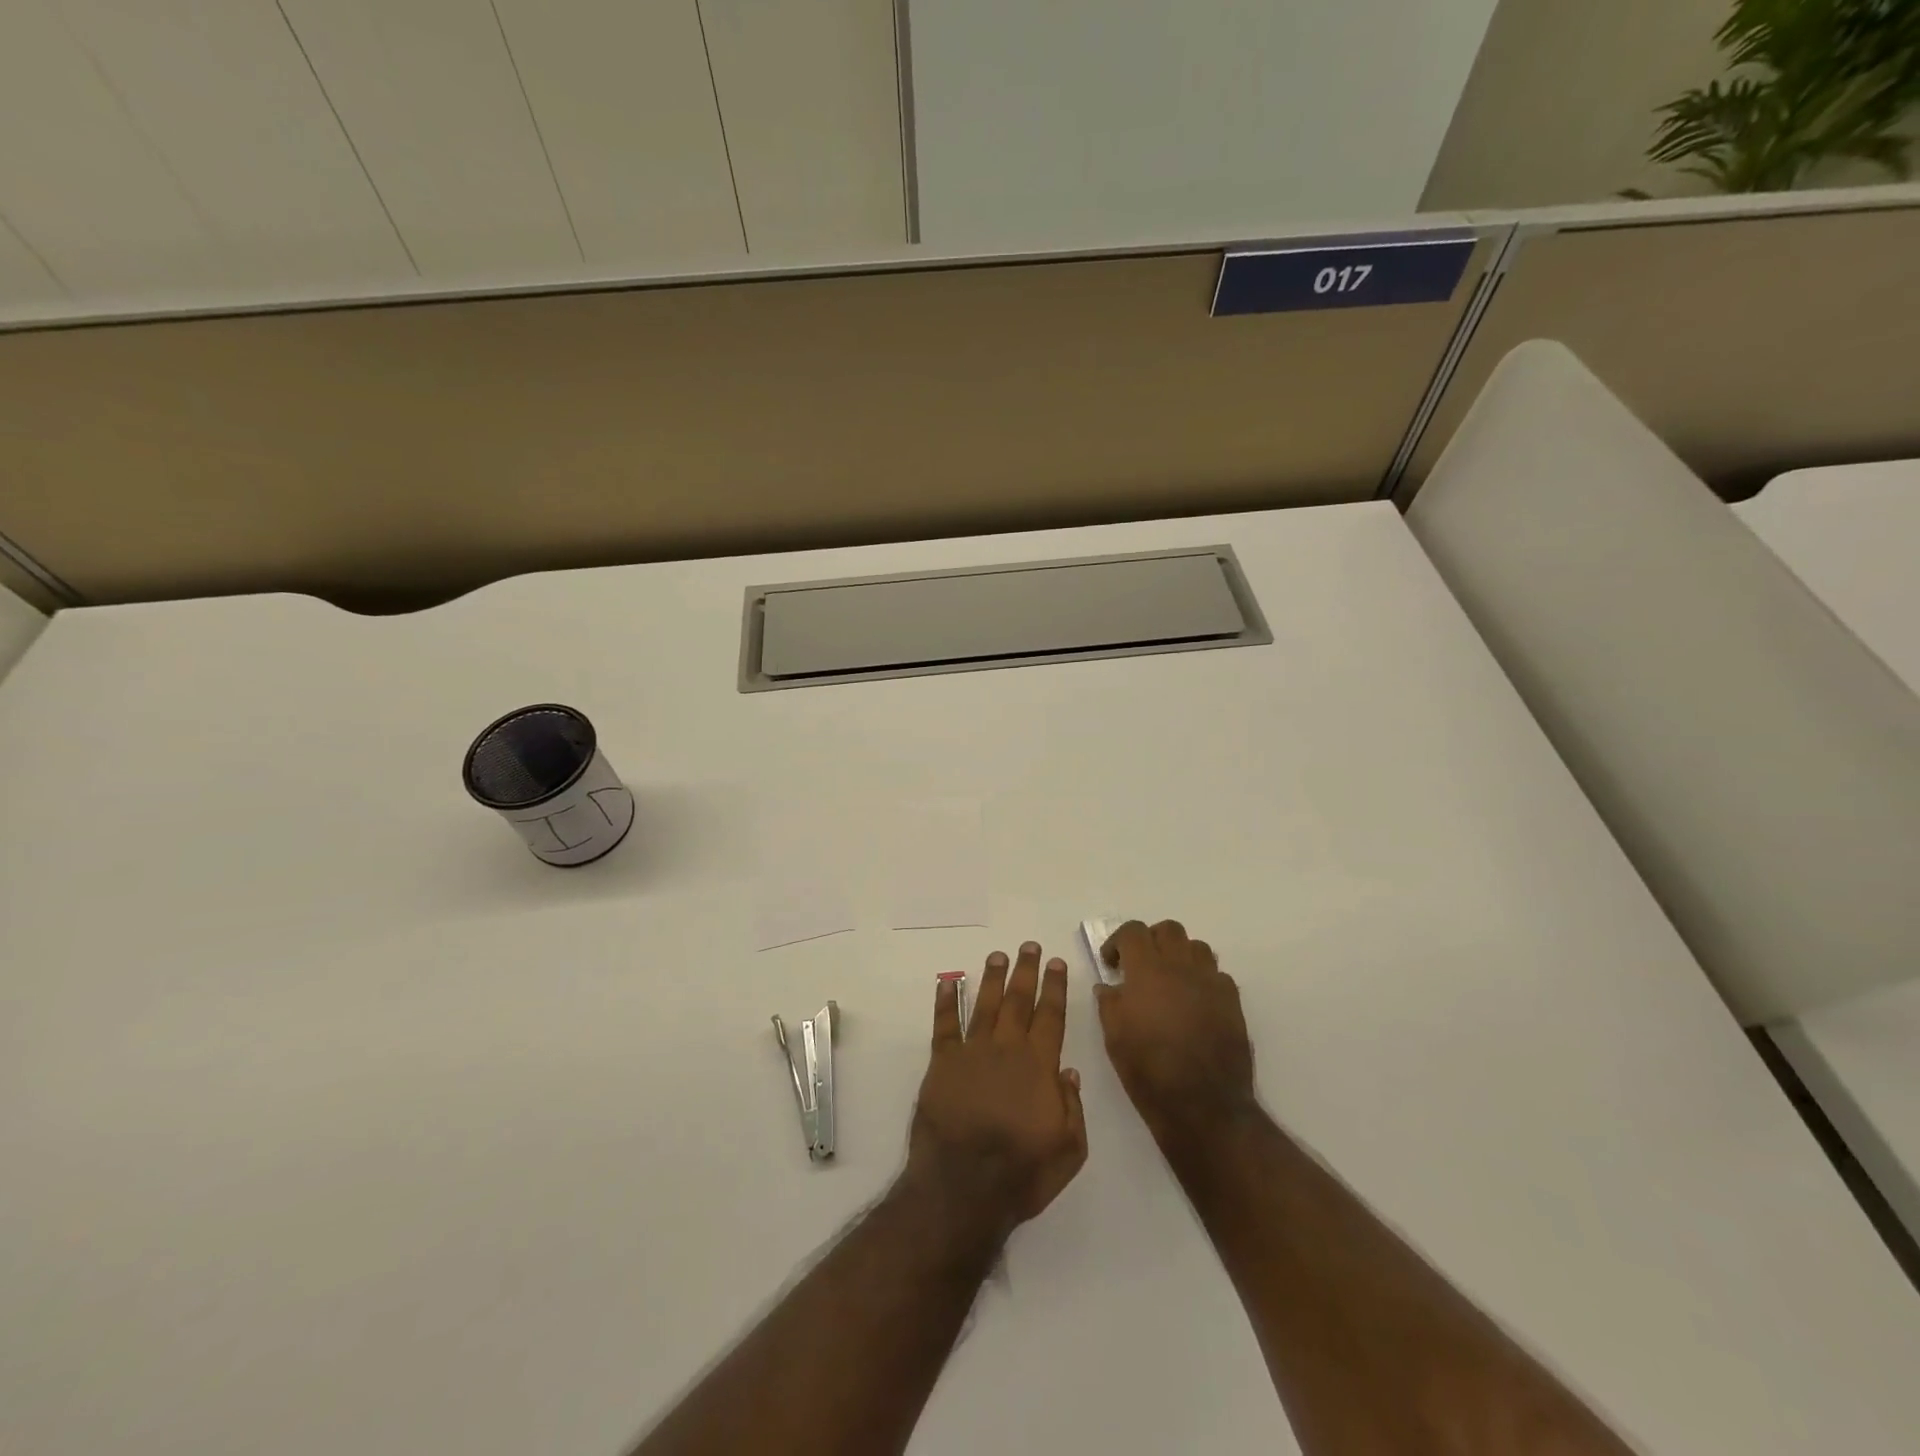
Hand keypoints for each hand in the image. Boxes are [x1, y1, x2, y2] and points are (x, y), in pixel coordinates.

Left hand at [905, 943, 1088, 1242]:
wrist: (962, 1188)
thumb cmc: (1020, 1173)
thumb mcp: (1068, 1151)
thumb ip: (1072, 1108)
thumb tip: (1069, 1072)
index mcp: (1039, 1067)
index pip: (1051, 1017)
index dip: (1055, 988)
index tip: (1056, 963)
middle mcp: (1007, 1050)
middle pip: (1019, 1001)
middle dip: (1026, 971)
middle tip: (1029, 946)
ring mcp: (972, 1053)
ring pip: (986, 1005)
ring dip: (993, 978)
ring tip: (998, 956)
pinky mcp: (942, 1063)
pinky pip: (944, 1024)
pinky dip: (945, 1001)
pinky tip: (948, 982)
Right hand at [1096, 920, 1255, 1145]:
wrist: (1204, 1105)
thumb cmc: (1149, 1070)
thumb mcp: (1114, 1037)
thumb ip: (1109, 1003)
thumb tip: (1109, 986)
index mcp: (1147, 970)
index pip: (1133, 931)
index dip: (1118, 941)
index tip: (1112, 963)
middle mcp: (1181, 967)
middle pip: (1168, 929)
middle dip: (1151, 940)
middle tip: (1141, 965)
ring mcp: (1211, 982)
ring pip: (1197, 946)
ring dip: (1180, 955)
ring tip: (1170, 980)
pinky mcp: (1232, 1002)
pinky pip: (1217, 974)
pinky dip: (1202, 979)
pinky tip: (1194, 1002)